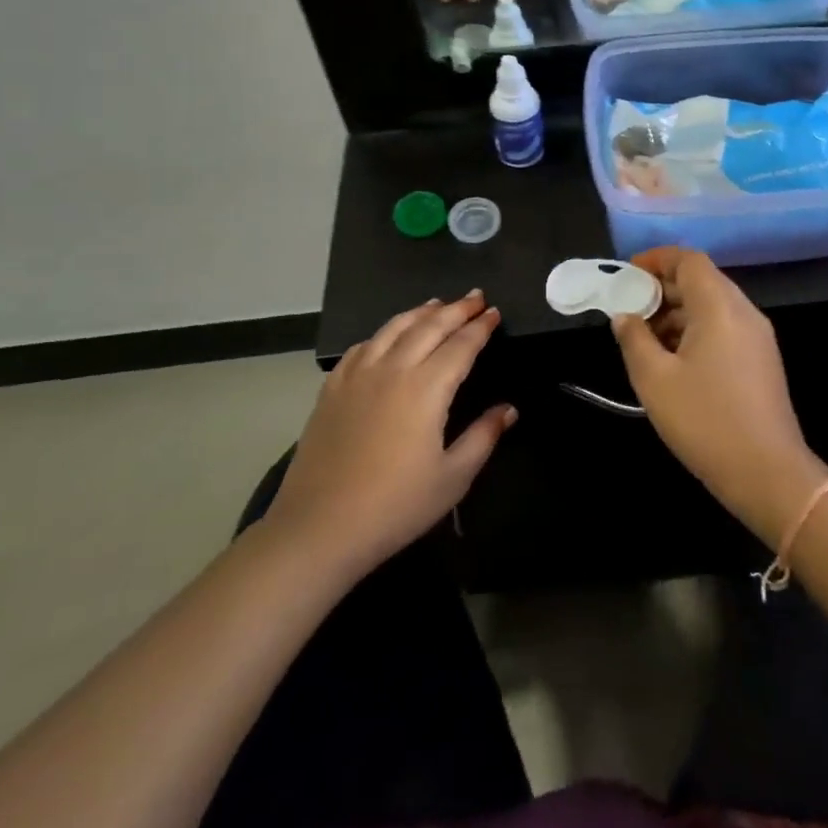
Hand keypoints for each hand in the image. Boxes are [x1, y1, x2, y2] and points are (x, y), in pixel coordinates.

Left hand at [268, 292, 515, 575]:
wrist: (318, 529)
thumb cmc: (395, 507)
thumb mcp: (452, 478)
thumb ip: (483, 437)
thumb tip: (509, 410)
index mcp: (426, 388)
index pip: (461, 345)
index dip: (481, 327)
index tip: (495, 313)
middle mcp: (393, 369)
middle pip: (429, 326)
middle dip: (456, 309)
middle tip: (476, 297)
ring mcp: (358, 376)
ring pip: (393, 328)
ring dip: (420, 312)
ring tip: (437, 303)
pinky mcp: (332, 389)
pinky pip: (362, 347)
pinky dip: (383, 333)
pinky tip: (388, 336)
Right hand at [611, 249, 827, 546]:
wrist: (768, 473)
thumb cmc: (705, 421)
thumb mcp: (655, 380)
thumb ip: (634, 339)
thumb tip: (624, 316)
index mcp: (720, 306)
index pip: (689, 260)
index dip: (657, 259)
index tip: (628, 272)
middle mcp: (744, 312)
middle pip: (702, 280)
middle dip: (663, 288)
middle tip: (629, 307)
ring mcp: (757, 336)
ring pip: (713, 306)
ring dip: (678, 312)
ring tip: (644, 337)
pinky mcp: (762, 360)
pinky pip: (724, 328)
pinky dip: (695, 330)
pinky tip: (672, 359)